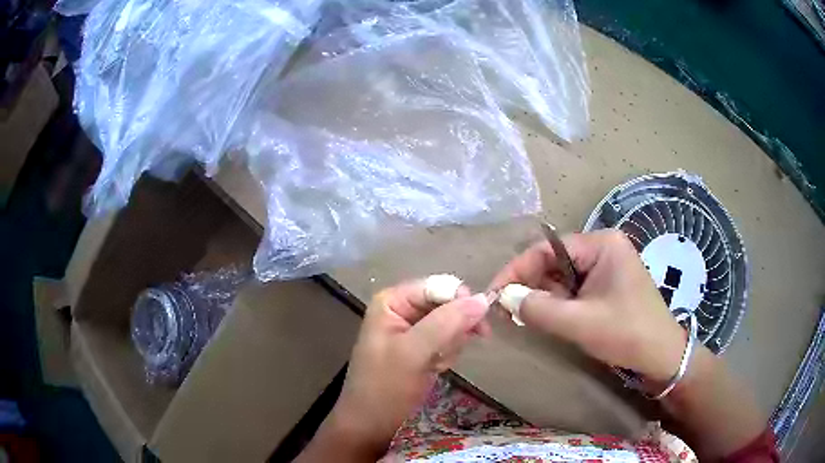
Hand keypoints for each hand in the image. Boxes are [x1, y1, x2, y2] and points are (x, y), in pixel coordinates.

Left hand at [324, 280, 489, 457]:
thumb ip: (447, 323)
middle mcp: (402, 309)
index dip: (461, 302)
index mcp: (393, 301)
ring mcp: (411, 330)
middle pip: (447, 304)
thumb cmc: (385, 389)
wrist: (371, 426)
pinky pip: (447, 341)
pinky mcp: (420, 348)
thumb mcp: (413, 353)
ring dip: (451, 345)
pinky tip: (436, 369)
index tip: (479, 327)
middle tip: (447, 353)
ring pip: (451, 323)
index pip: (439, 286)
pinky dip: (447, 355)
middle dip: (454, 330)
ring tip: (436, 364)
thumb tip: (484, 299)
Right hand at [490, 229, 688, 381]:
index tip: (495, 292)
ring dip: (543, 296)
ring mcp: (606, 267)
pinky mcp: (607, 285)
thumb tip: (504, 298)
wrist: (661, 355)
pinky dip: (558, 303)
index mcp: (601, 244)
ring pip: (562, 277)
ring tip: (524, 317)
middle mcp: (603, 248)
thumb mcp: (579, 322)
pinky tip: (548, 318)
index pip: (548, 249)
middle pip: (554, 261)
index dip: (518, 269)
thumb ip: (538, 308)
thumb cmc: (626, 333)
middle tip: (507, 310)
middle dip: (530, 285)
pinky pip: (574, 289)